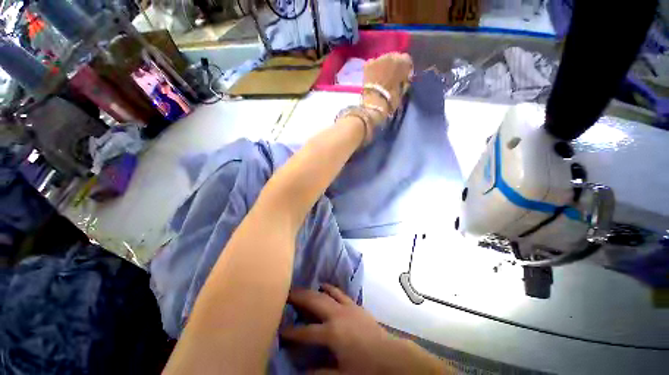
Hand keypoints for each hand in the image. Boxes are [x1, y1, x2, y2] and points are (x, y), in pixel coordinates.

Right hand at [281, 285, 449, 374]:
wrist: (390, 355)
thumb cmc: (366, 368)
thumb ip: (320, 373)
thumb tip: (300, 373)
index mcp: (332, 333)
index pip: (305, 332)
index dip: (291, 331)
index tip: (279, 328)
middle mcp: (337, 315)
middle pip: (314, 302)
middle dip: (299, 297)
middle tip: (286, 293)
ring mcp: (346, 307)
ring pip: (325, 293)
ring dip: (312, 290)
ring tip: (301, 289)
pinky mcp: (354, 304)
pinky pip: (339, 292)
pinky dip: (329, 288)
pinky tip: (323, 285)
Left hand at [362, 52, 412, 123]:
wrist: (376, 102)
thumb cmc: (392, 99)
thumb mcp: (403, 89)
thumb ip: (404, 80)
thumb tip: (402, 79)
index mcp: (404, 62)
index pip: (407, 60)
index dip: (404, 69)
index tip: (402, 77)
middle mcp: (392, 56)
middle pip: (393, 57)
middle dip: (392, 66)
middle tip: (390, 77)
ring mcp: (379, 58)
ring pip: (382, 60)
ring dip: (382, 67)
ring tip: (380, 78)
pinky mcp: (368, 64)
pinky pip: (372, 63)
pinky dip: (372, 69)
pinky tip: (372, 78)